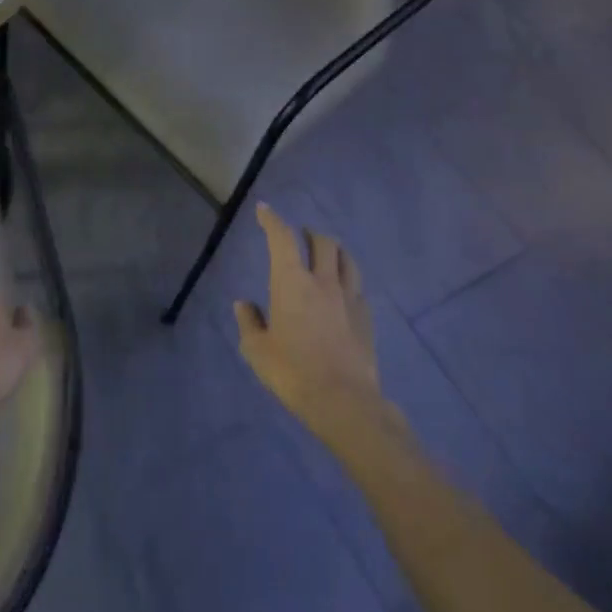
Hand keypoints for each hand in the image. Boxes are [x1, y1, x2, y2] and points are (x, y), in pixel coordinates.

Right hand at [234, 204, 383, 436]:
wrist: (343, 401)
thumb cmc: (292, 371)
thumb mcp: (257, 350)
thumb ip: (249, 322)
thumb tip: (244, 304)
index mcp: (292, 282)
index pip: (282, 238)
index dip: (272, 220)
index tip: (264, 210)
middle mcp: (323, 281)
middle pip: (322, 242)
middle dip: (309, 233)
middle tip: (300, 237)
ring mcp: (349, 298)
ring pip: (346, 260)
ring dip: (334, 250)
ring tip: (326, 254)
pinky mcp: (366, 318)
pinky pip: (358, 286)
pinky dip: (348, 279)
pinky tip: (343, 290)